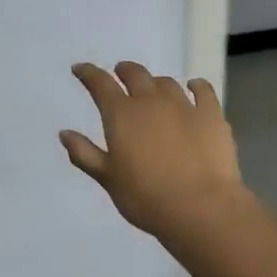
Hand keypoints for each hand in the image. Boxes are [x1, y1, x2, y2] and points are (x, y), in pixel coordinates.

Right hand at [60, 62, 245, 236]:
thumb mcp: (107, 178)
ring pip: (166, 83)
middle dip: (124, 71)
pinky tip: (194, 87)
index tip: (80, 69)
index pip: (100, 84)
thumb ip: (84, 153)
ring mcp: (184, 106)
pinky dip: (195, 86)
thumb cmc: (145, 197)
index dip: (88, 73)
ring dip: (155, 82)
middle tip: (120, 73)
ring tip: (153, 88)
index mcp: (121, 114)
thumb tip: (65, 133)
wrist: (201, 207)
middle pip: (135, 75)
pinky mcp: (212, 116)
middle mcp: (151, 101)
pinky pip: (203, 91)